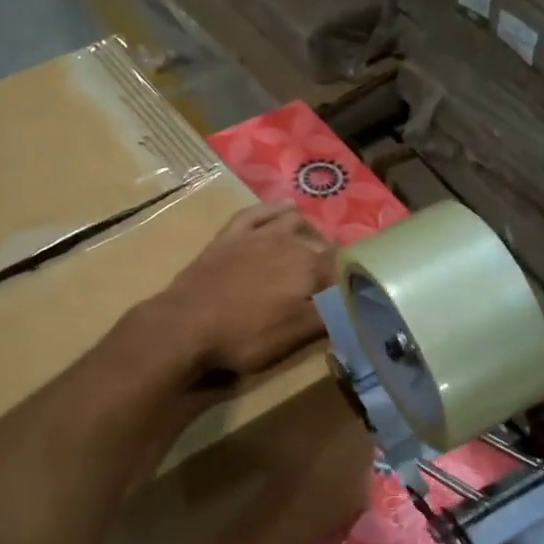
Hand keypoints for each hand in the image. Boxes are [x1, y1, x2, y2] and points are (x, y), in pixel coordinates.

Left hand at [153, 201, 335, 378]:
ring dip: (308, 232)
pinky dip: (274, 209)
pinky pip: (257, 213)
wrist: (185, 324)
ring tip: (313, 246)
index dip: (350, 281)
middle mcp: (289, 242)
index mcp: (310, 268)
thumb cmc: (244, 335)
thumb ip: (330, 315)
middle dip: (329, 260)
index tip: (352, 294)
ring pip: (293, 222)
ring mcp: (257, 235)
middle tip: (329, 282)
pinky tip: (284, 208)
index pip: (342, 268)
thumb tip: (358, 301)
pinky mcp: (229, 235)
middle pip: (320, 245)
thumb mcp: (294, 335)